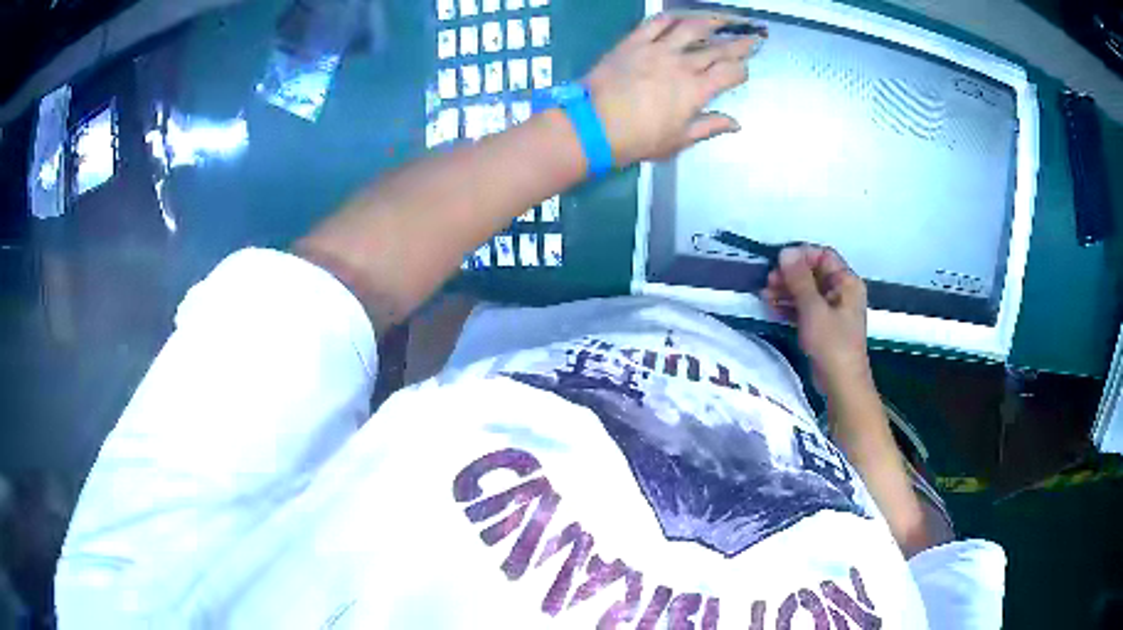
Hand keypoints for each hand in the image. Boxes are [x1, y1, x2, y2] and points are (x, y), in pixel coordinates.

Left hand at [584, 12, 765, 166]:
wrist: (593, 125)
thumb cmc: (638, 139)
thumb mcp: (678, 140)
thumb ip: (708, 127)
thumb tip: (736, 124)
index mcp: (696, 90)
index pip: (730, 73)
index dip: (742, 69)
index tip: (745, 69)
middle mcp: (682, 64)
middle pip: (717, 48)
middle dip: (739, 43)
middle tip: (753, 36)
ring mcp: (658, 49)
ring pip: (691, 28)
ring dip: (710, 21)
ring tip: (723, 18)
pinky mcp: (634, 41)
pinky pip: (656, 23)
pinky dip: (671, 17)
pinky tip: (680, 16)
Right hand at [761, 246, 871, 388]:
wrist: (841, 384)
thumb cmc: (831, 344)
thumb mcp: (813, 309)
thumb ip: (799, 279)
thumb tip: (785, 251)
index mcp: (846, 282)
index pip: (823, 255)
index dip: (801, 256)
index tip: (779, 264)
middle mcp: (841, 291)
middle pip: (813, 272)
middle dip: (789, 275)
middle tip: (768, 282)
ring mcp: (832, 309)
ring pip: (806, 290)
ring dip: (786, 290)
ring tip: (765, 296)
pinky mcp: (822, 326)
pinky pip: (804, 307)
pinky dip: (789, 306)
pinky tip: (772, 308)